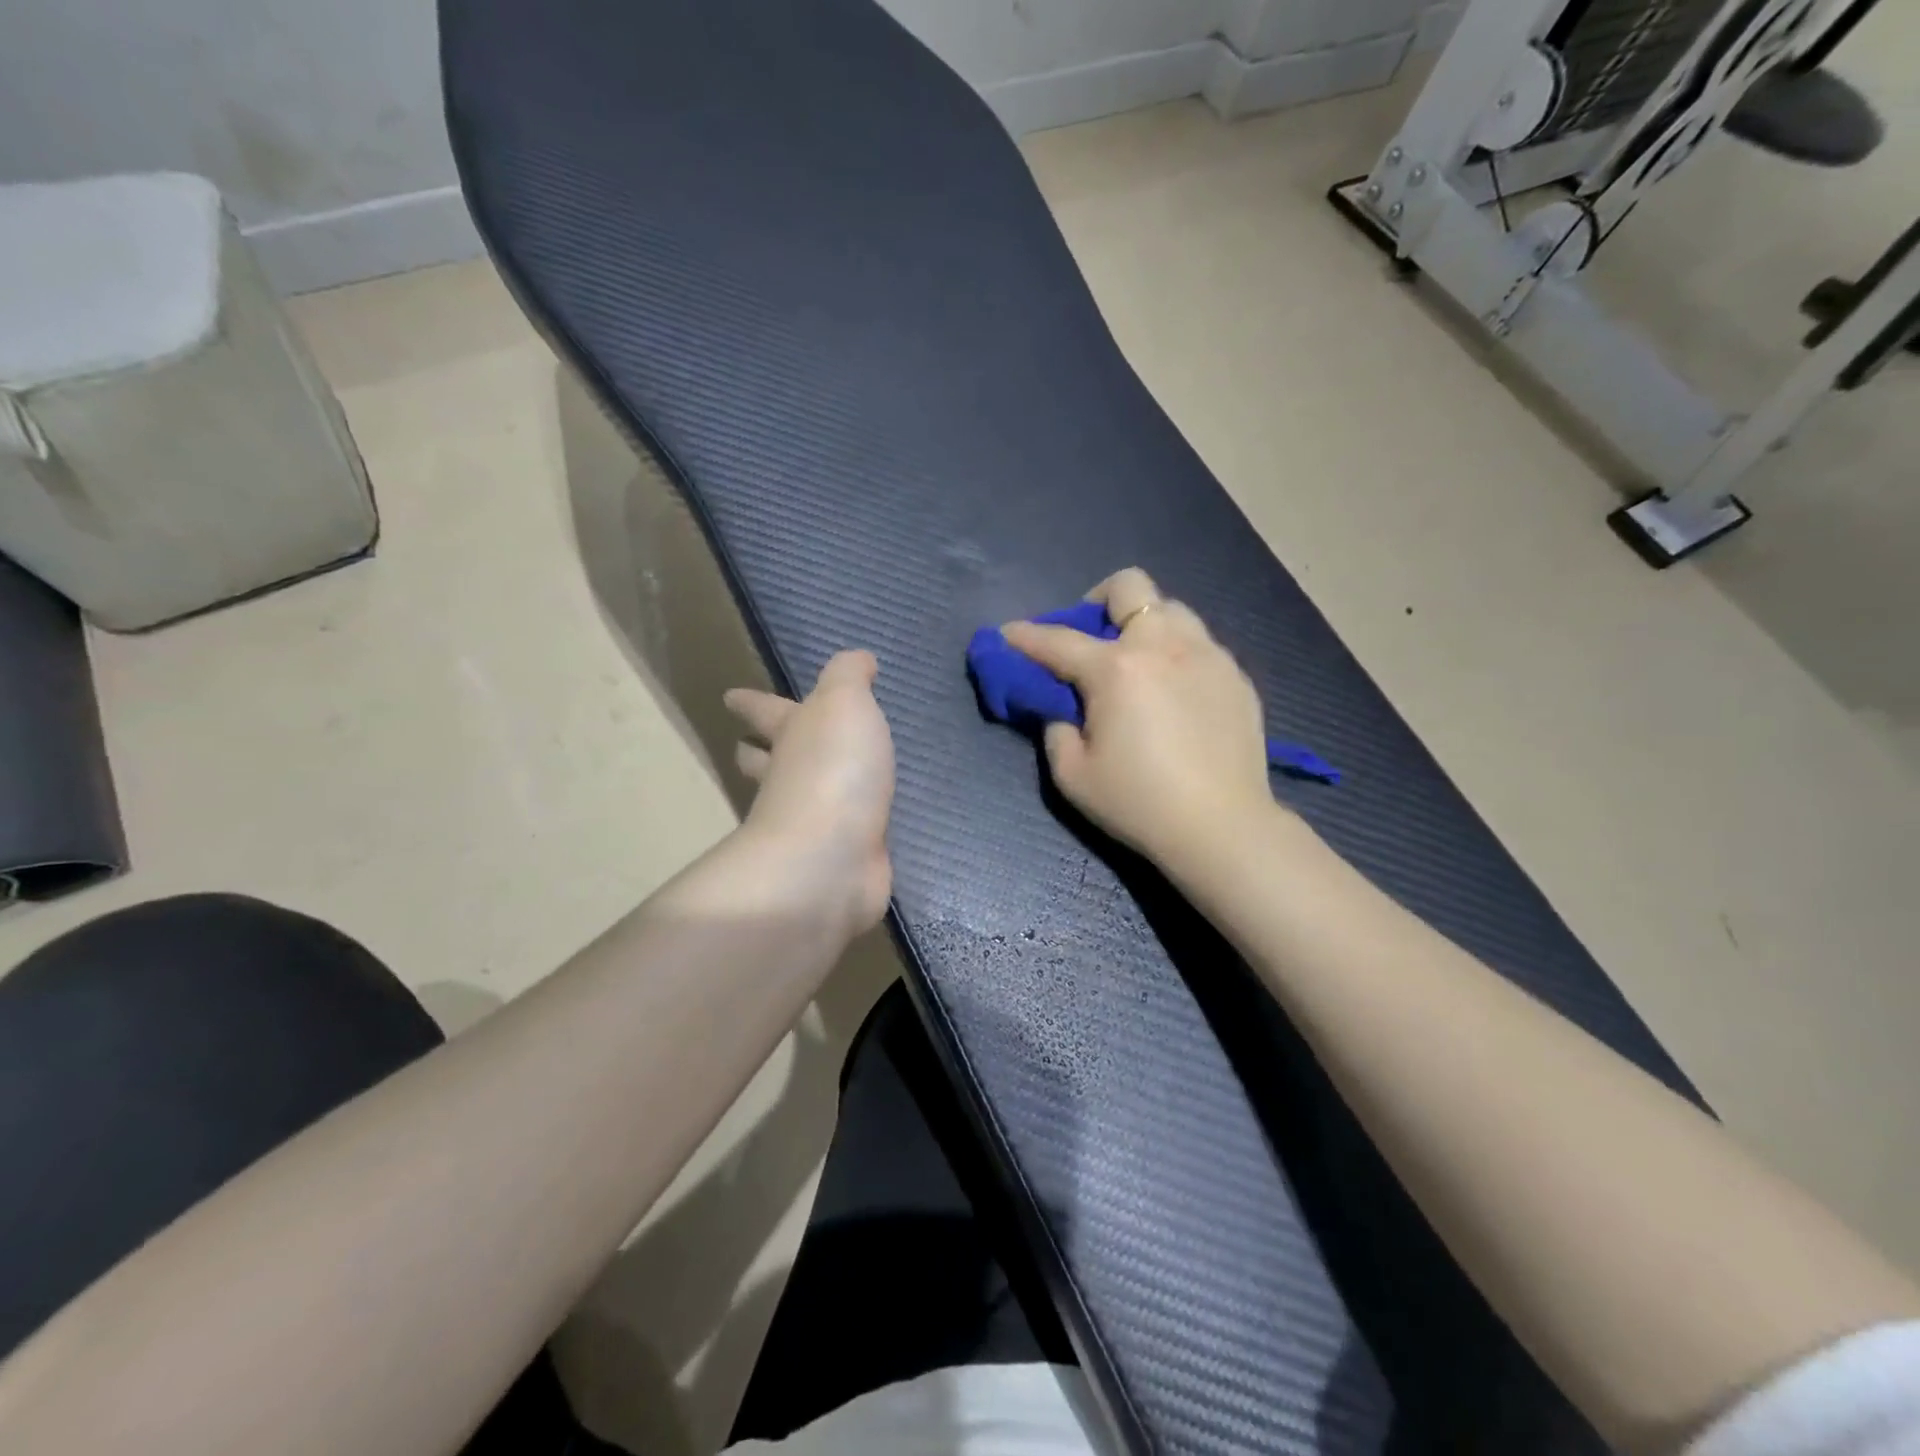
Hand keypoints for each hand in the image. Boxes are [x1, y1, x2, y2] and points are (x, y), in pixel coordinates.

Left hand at [724, 651, 895, 936]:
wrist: (832, 857)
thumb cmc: (833, 770)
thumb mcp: (844, 704)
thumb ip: (849, 676)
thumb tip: (859, 658)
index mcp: (788, 736)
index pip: (763, 711)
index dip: (749, 701)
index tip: (730, 697)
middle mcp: (788, 780)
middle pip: (762, 761)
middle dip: (755, 751)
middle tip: (746, 746)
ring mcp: (808, 825)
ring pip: (796, 799)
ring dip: (796, 789)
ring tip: (807, 783)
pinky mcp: (835, 859)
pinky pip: (839, 834)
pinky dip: (843, 826)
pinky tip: (860, 826)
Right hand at [1003, 568, 1272, 869]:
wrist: (1222, 828)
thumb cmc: (1139, 803)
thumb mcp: (1072, 774)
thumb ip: (1055, 728)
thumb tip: (1062, 707)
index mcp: (1117, 669)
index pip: (1058, 640)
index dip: (1025, 636)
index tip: (1008, 634)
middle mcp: (1164, 646)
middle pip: (1129, 587)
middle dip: (1099, 602)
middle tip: (1092, 639)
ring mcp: (1208, 655)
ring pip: (1171, 609)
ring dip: (1143, 624)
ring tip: (1138, 664)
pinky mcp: (1236, 676)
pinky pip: (1199, 644)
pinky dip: (1176, 654)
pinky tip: (1175, 694)